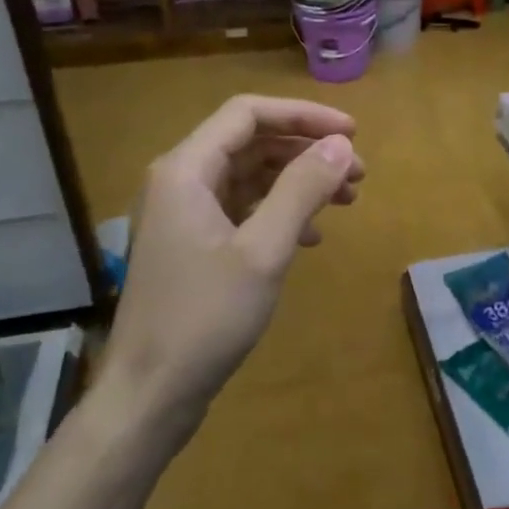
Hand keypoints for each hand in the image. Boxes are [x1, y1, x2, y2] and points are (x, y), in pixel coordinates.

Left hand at [99, 95, 364, 432]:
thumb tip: (341, 145)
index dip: (304, 116)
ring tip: (347, 201)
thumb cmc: (204, 318)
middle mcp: (181, 181)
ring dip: (299, 182)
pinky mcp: (194, 244)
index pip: (248, 114)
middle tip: (359, 174)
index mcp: (186, 169)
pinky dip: (280, 212)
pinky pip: (243, 209)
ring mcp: (185, 214)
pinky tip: (312, 237)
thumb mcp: (263, 250)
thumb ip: (302, 190)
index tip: (353, 133)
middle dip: (307, 152)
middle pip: (251, 142)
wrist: (150, 394)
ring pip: (250, 177)